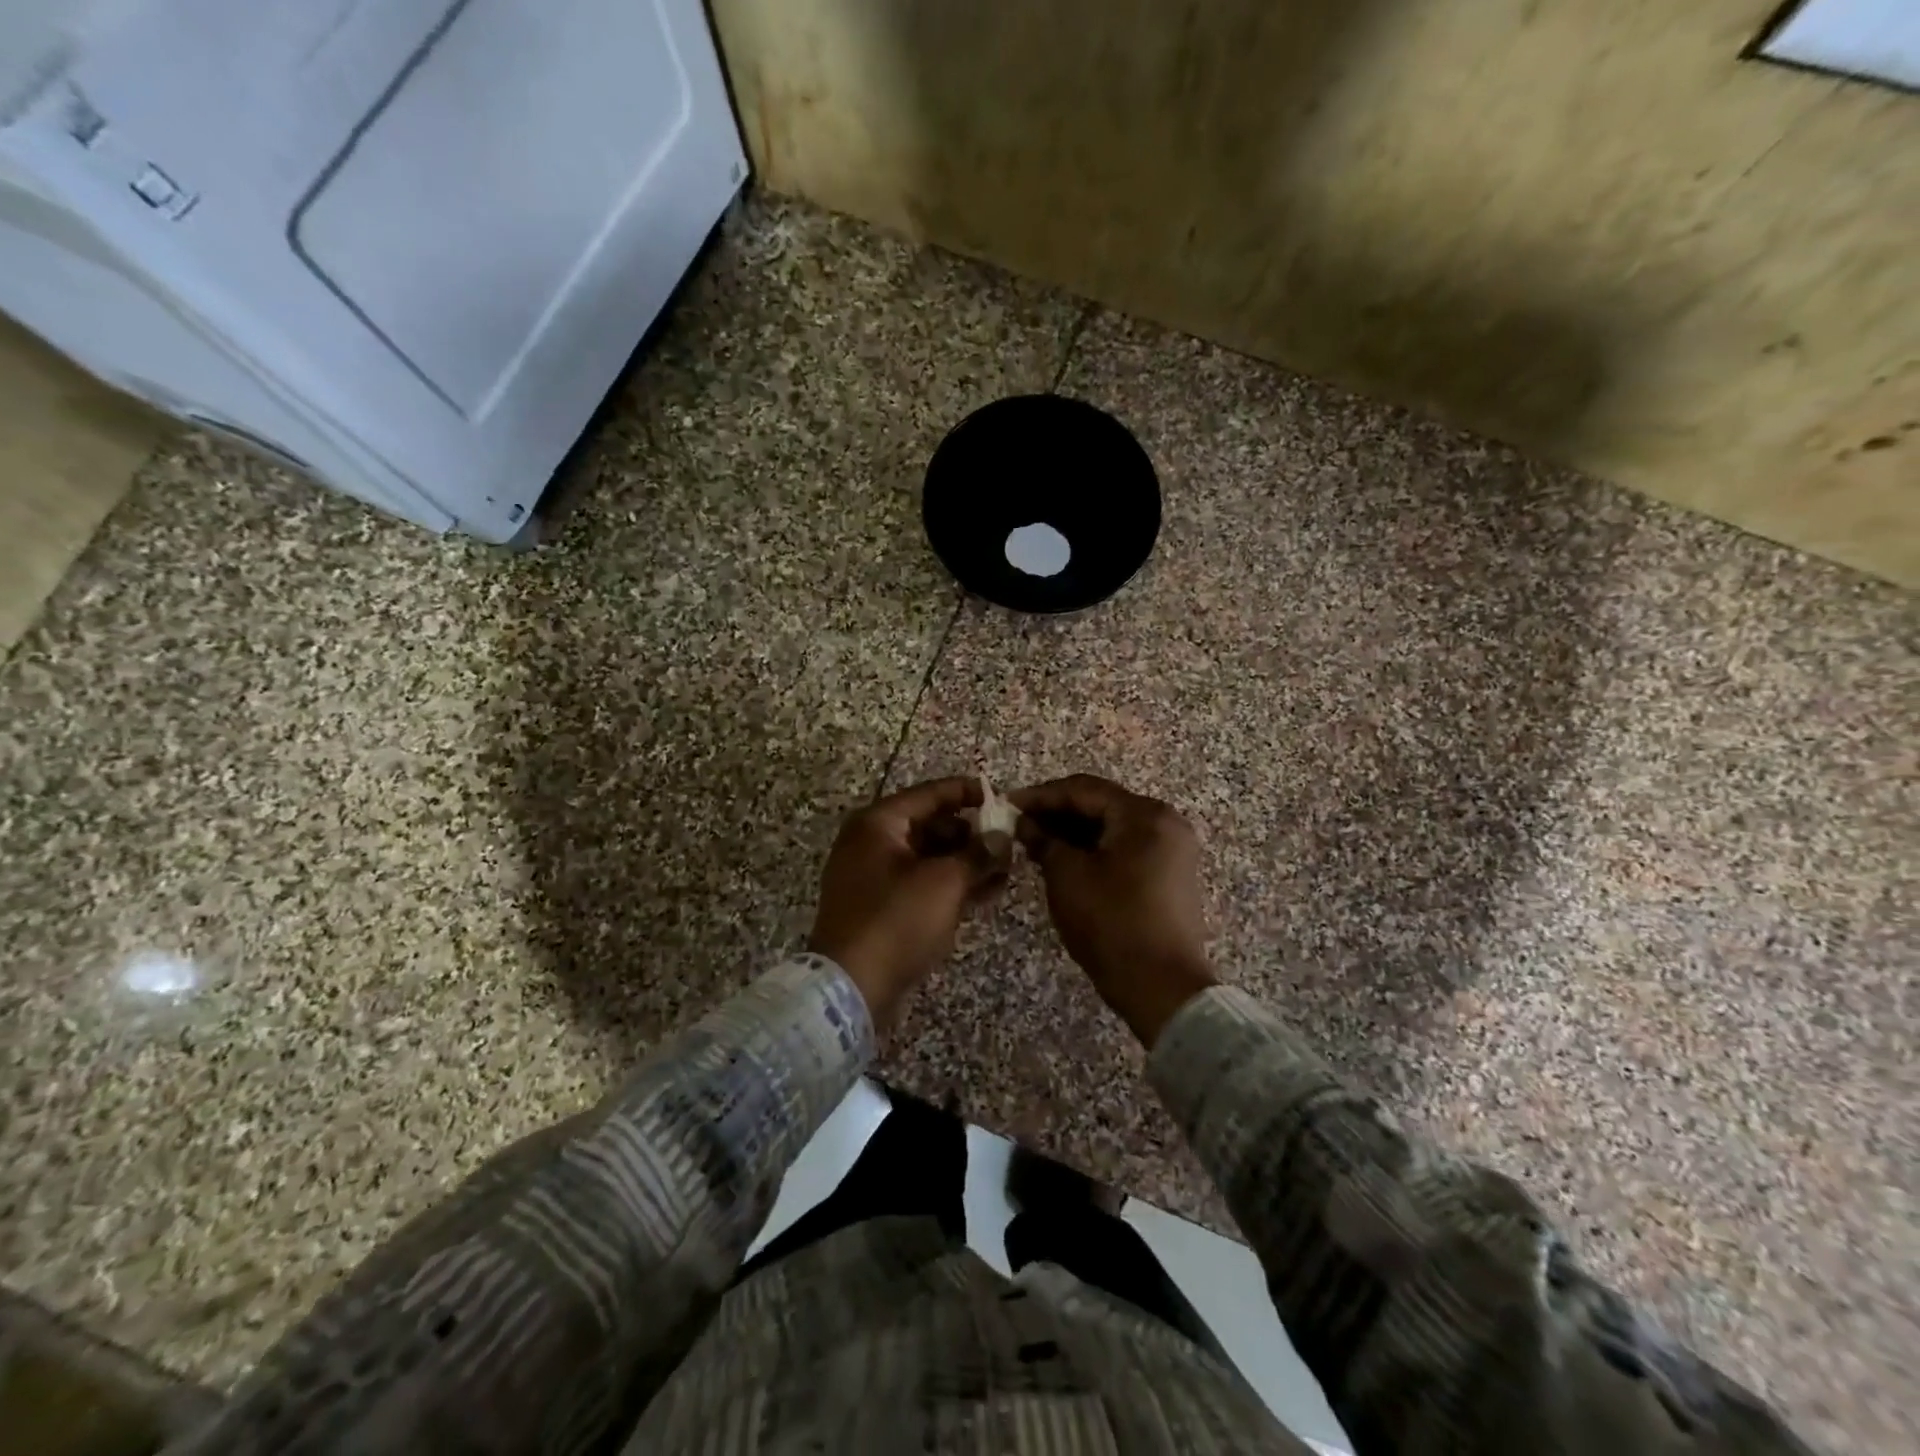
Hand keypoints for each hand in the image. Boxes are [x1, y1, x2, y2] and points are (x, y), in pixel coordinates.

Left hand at [809, 777, 1005, 1028]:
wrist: (850, 987)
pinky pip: (920, 883)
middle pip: (929, 825)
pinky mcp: (880, 907)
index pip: (929, 794)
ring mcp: (872, 877)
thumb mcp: (945, 882)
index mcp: (878, 824)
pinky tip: (985, 893)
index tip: (1000, 796)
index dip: (967, 793)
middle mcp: (870, 842)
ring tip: (1005, 870)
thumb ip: (977, 853)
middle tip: (1008, 842)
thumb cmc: (897, 921)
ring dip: (965, 861)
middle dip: (971, 833)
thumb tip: (1002, 836)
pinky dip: (949, 885)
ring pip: (928, 857)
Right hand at [1010, 775, 1215, 1047]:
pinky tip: (1065, 859)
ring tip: (1035, 842)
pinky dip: (1095, 849)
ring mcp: (1173, 848)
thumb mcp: (1067, 877)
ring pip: (1113, 827)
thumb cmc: (1112, 924)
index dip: (1042, 795)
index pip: (1084, 790)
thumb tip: (1025, 823)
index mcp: (1144, 815)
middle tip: (1019, 824)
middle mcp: (1165, 821)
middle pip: (1102, 805)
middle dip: (1058, 813)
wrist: (1163, 987)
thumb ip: (1044, 840)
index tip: (1008, 804)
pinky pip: (1126, 847)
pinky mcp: (1171, 873)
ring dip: (1074, 832)